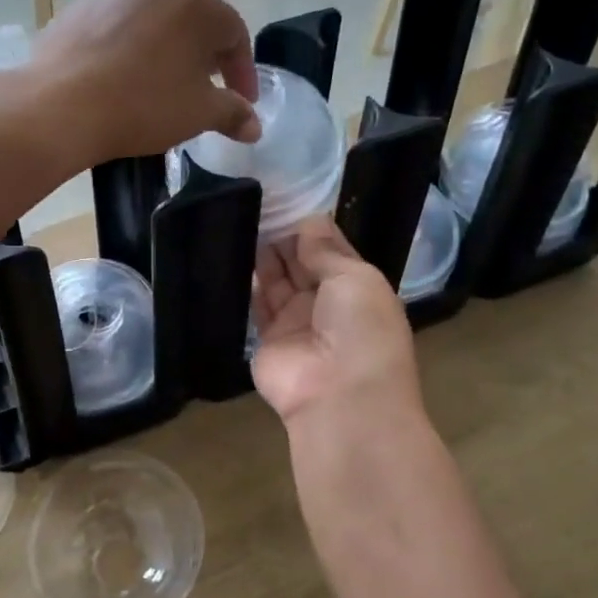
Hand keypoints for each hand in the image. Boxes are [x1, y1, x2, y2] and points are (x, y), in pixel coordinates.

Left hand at [28, 0, 258, 164]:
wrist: (60, 104)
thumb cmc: (143, 104)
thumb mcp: (198, 113)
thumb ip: (233, 113)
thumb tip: (254, 125)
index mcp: (197, 1)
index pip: (234, 34)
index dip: (242, 72)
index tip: (242, 102)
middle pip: (194, 19)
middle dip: (205, 54)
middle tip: (205, 86)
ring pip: (154, 18)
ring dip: (166, 46)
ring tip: (163, 79)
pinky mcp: (79, 6)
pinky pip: (118, 24)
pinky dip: (129, 46)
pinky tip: (121, 74)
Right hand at [251, 219, 421, 430]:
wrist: (341, 399)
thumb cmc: (361, 330)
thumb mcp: (355, 278)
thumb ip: (326, 251)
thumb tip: (309, 221)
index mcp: (358, 288)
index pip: (333, 250)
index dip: (314, 228)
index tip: (289, 198)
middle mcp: (328, 303)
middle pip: (303, 264)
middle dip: (286, 238)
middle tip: (260, 205)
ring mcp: (297, 322)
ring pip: (278, 281)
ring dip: (266, 256)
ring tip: (245, 221)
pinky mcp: (267, 340)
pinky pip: (257, 305)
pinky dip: (249, 282)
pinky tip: (236, 253)